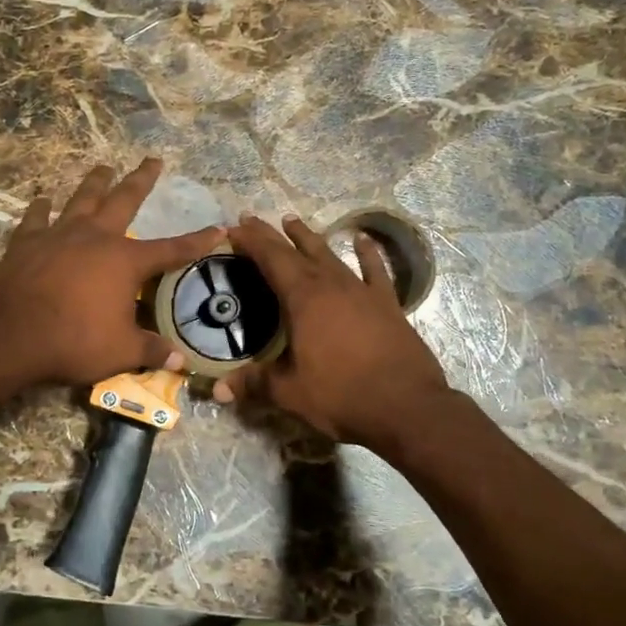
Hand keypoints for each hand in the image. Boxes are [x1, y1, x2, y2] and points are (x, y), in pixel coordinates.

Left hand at [0, 158, 221, 389]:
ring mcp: (59, 234)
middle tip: (152, 160)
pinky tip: (43, 198)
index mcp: (125, 262)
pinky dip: (40, 207)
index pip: (171, 250)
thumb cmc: (73, 341)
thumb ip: (151, 351)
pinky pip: (36, 217)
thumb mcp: (120, 351)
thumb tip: (181, 361)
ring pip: (82, 199)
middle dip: (141, 180)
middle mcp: (96, 237)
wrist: (10, 334)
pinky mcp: (26, 242)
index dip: (197, 241)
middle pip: (124, 200)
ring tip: (104, 167)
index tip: (218, 228)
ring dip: (95, 183)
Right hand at [215, 214, 451, 451]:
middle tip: (251, 219)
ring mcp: (362, 291)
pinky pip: (375, 271)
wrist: (406, 406)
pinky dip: (368, 254)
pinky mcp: (387, 304)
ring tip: (292, 220)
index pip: (270, 259)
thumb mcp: (290, 392)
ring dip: (309, 238)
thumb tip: (219, 389)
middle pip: (296, 251)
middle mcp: (331, 285)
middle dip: (271, 235)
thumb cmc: (341, 395)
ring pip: (329, 255)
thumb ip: (254, 384)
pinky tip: (363, 240)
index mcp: (303, 299)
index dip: (251, 241)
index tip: (233, 229)